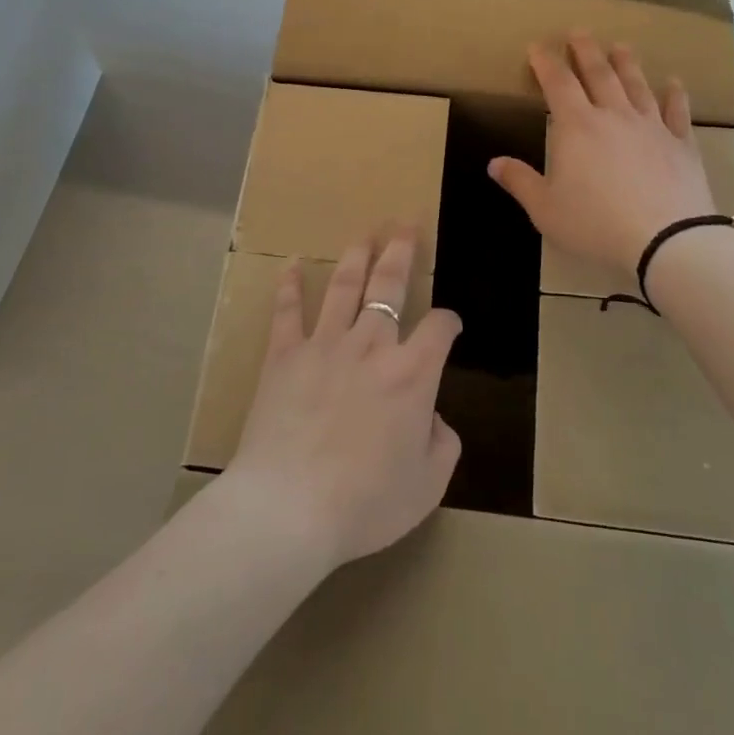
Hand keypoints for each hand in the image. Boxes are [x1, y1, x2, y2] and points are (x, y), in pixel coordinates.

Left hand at [226, 231, 462, 572]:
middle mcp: (371, 346)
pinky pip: (287, 312)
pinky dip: (289, 286)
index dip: (448, 321)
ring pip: (343, 287)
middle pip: (389, 286)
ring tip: (364, 235)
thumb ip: (441, 444)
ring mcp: (324, 345)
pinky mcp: (284, 356)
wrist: (289, 508)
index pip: (438, 329)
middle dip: (400, 253)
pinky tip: (290, 264)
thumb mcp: (427, 485)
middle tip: (404, 225)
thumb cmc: (365, 502)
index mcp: (411, 374)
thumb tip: (432, 418)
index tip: (449, 323)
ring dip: (356, 257)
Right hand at [488, 32, 715, 273]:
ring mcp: (651, 127)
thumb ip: (520, 182)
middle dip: (586, 50)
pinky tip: (674, 83)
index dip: (546, 62)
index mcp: (576, 126)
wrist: (666, 240)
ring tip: (621, 46)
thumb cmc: (595, 223)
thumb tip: (494, 163)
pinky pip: (677, 112)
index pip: (557, 83)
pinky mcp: (681, 144)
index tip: (538, 45)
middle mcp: (614, 115)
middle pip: (599, 73)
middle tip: (579, 31)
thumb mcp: (545, 209)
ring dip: (627, 63)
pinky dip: (675, 95)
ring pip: (637, 85)